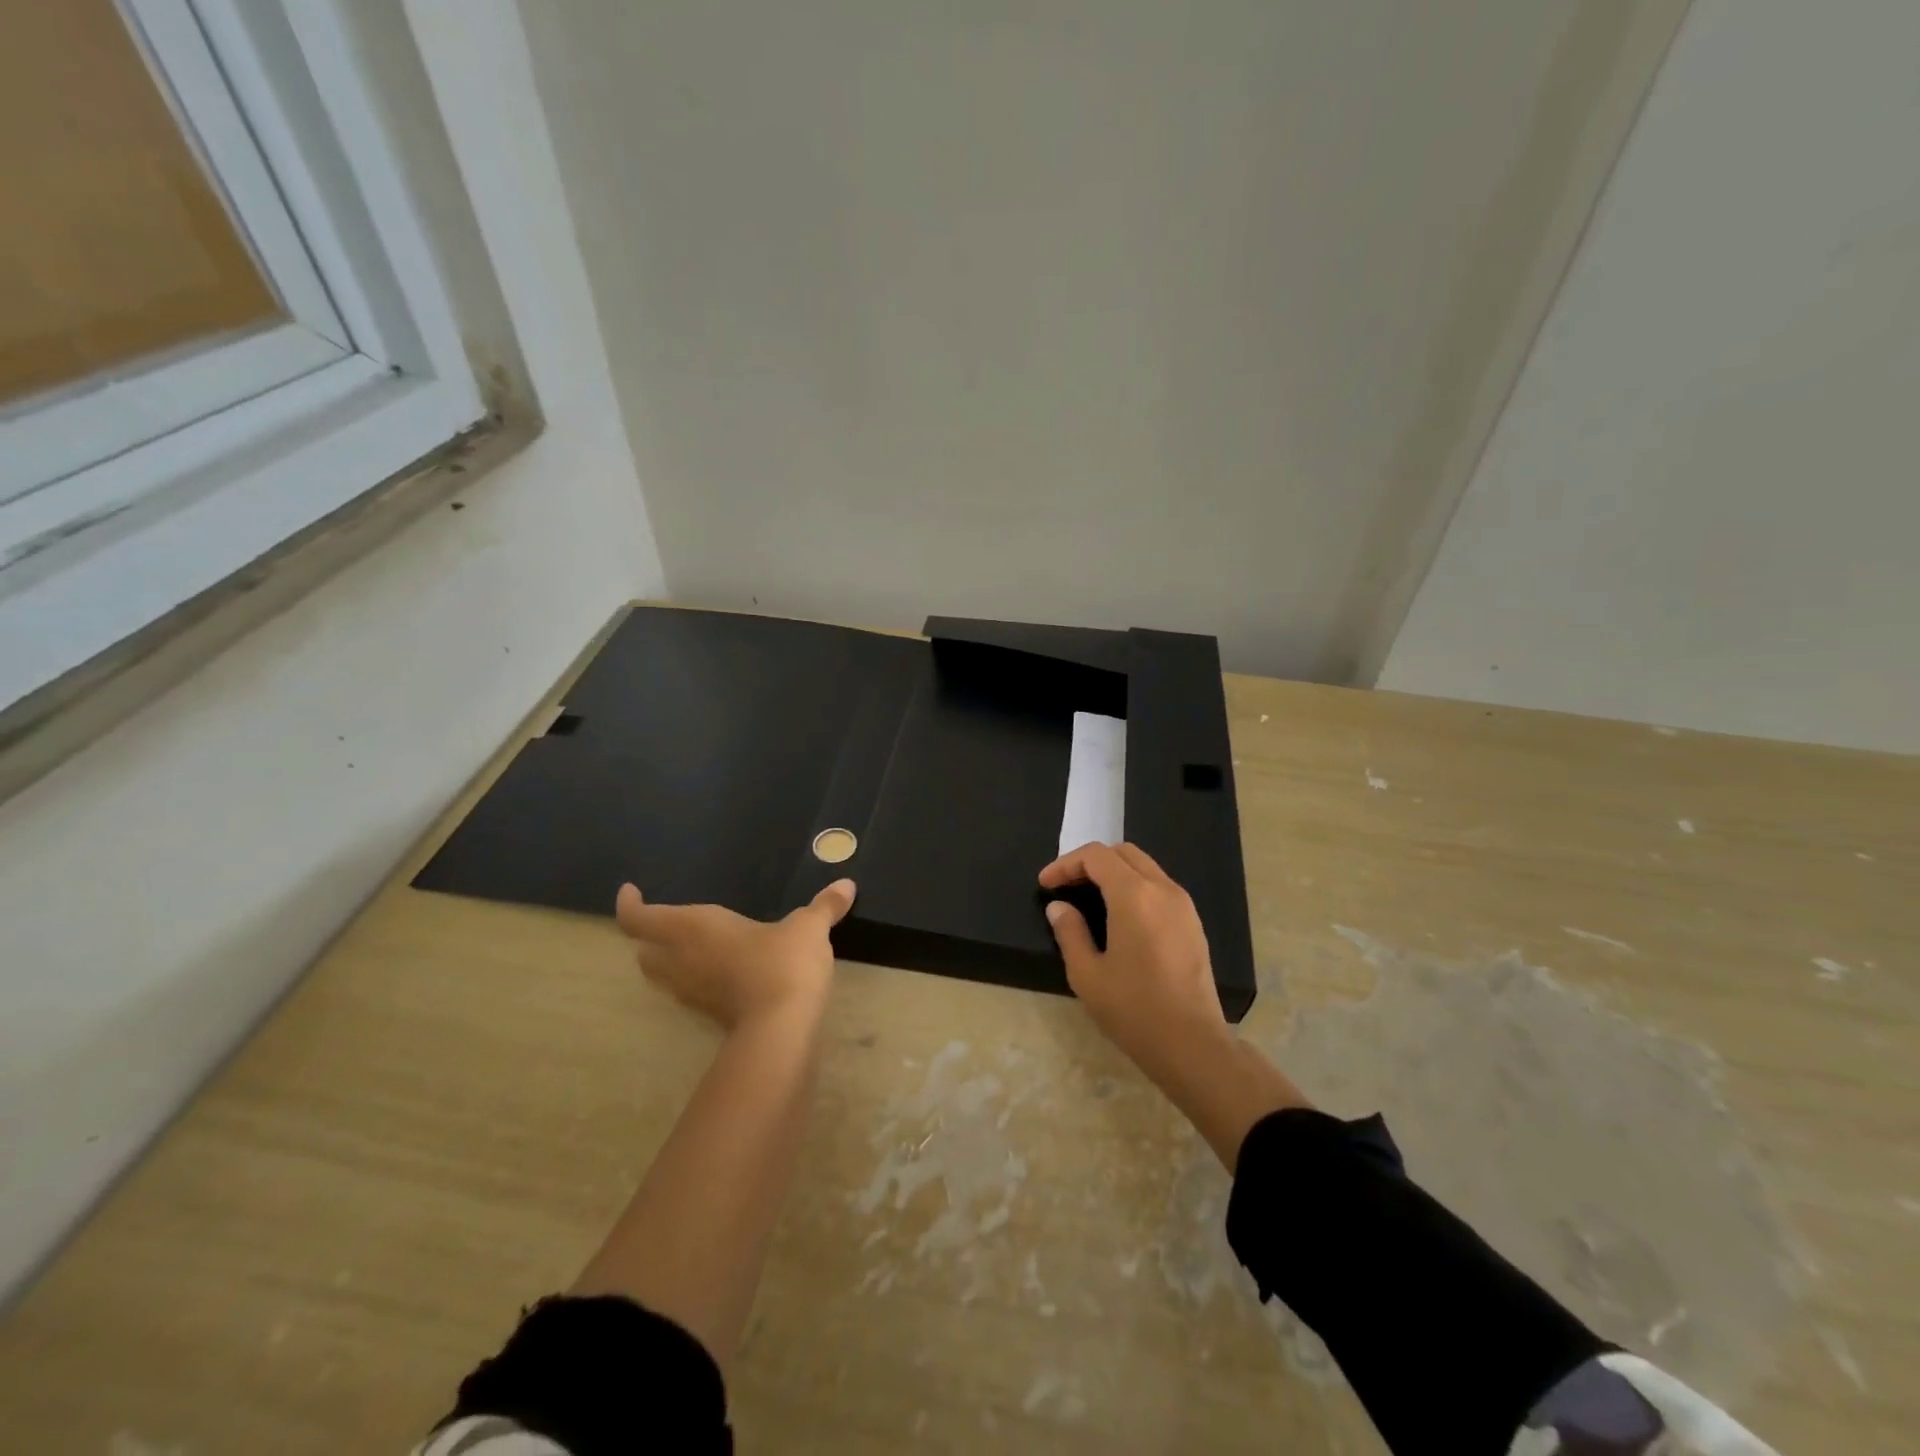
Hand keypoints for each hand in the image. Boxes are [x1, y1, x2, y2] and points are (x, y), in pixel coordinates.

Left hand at [614, 879, 855, 1030]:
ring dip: (665, 961)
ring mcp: (692, 992)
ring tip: (688, 947)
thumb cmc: (783, 962)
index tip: (631, 892)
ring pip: (661, 975)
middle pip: (644, 951)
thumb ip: (824, 906)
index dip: (629, 905)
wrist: (782, 1028)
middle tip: (664, 923)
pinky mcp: (708, 1015)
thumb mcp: (808, 927)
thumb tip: (847, 884)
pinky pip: (687, 992)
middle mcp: (682, 960)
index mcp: (693, 928)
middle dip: (648, 937)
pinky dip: (693, 979)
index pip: (639, 919)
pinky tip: (720, 972)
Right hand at [1039, 842, 1228, 1074]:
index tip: (1045, 884)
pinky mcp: (1193, 923)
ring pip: (1144, 867)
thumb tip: (1060, 907)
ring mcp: (1183, 905)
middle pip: (1123, 853)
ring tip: (1089, 898)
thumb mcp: (1087, 974)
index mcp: (1134, 895)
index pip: (1096, 857)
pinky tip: (1119, 916)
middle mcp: (1163, 889)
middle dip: (1090, 863)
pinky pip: (1159, 887)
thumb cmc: (1134, 1009)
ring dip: (1114, 873)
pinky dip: (1134, 887)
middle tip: (1066, 886)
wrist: (1192, 1044)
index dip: (1065, 864)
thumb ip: (1070, 932)